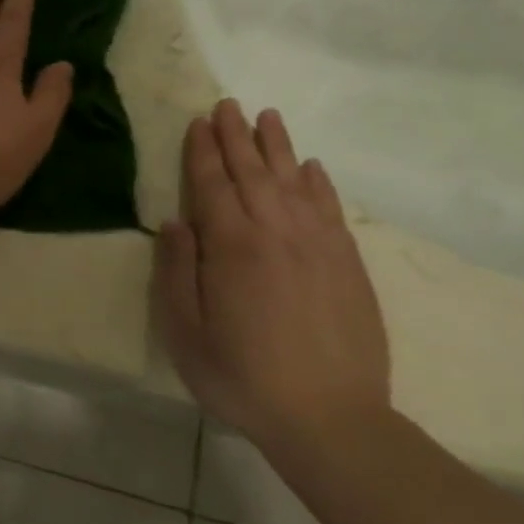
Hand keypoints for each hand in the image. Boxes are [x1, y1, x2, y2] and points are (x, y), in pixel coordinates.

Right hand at [157, 99, 390, 452]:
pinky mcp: (348, 264)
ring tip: (268, 117)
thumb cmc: (240, 375)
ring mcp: (318, 245)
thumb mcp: (184, 329)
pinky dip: (319, 182)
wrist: (329, 419)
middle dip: (237, 136)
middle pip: (253, 172)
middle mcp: (276, 232)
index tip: (198, 121)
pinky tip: (311, 167)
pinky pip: (331, 208)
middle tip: (227, 104)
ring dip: (278, 146)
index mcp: (231, 246)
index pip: (212, 183)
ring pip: (294, 180)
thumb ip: (177, 270)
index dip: (203, 150)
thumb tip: (175, 222)